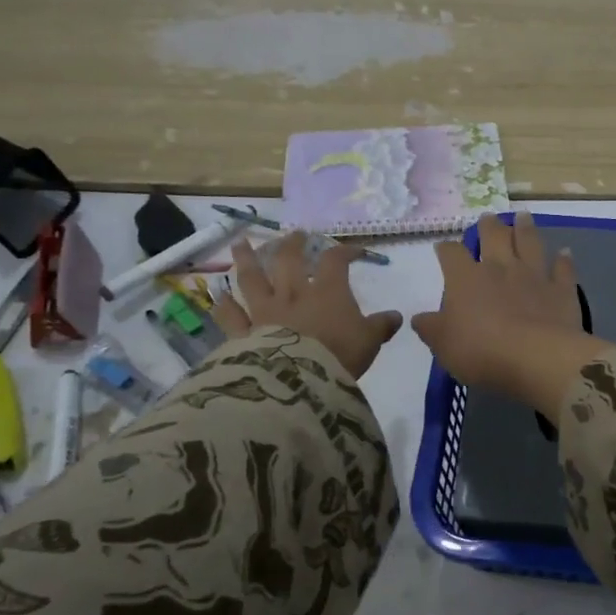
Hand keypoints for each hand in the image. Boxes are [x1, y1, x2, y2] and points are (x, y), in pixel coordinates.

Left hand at [214, 231, 403, 379]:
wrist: (302, 380)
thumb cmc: (340, 356)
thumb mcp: (370, 341)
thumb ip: (382, 326)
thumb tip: (397, 316)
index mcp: (328, 292)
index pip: (337, 261)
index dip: (345, 251)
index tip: (354, 250)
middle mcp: (293, 293)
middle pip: (289, 260)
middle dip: (293, 244)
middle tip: (295, 234)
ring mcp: (265, 311)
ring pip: (252, 278)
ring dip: (246, 259)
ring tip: (241, 244)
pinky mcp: (244, 333)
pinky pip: (230, 316)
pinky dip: (224, 305)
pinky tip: (219, 295)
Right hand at [413, 212, 609, 412]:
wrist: (536, 357)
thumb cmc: (481, 351)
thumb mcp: (444, 345)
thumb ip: (431, 329)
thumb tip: (419, 318)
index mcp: (466, 279)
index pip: (452, 254)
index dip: (446, 249)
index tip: (443, 248)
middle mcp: (500, 268)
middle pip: (494, 237)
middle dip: (489, 226)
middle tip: (488, 218)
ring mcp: (534, 275)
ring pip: (529, 243)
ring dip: (525, 229)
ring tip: (523, 216)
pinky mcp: (561, 290)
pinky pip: (563, 269)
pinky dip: (564, 260)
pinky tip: (564, 252)